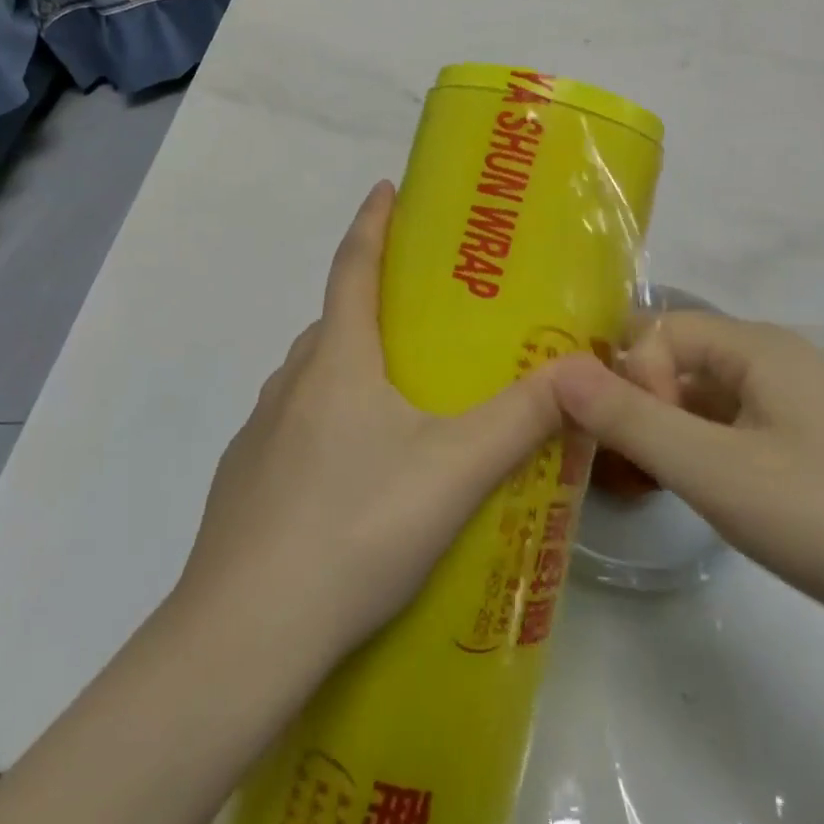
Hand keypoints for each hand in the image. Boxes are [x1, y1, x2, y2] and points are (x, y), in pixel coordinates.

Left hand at [175, 181, 564, 663]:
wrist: (242, 636)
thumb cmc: (354, 528)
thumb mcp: (455, 471)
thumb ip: (522, 419)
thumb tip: (580, 372)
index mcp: (336, 360)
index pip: (353, 266)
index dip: (372, 221)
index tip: (386, 187)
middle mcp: (292, 381)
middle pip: (336, 320)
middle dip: (375, 301)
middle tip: (426, 312)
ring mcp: (261, 432)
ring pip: (316, 376)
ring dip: (354, 364)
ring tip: (403, 392)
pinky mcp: (246, 480)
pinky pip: (298, 425)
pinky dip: (332, 419)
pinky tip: (360, 471)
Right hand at [555, 311, 823, 675]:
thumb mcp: (713, 469)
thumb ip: (628, 418)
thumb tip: (553, 371)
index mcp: (759, 347)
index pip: (661, 330)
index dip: (632, 374)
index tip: (636, 438)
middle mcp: (778, 365)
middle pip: (682, 362)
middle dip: (641, 402)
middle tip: (619, 460)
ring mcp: (800, 412)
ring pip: (706, 403)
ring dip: (670, 433)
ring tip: (647, 481)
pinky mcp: (812, 457)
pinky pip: (736, 436)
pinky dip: (704, 456)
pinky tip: (700, 499)